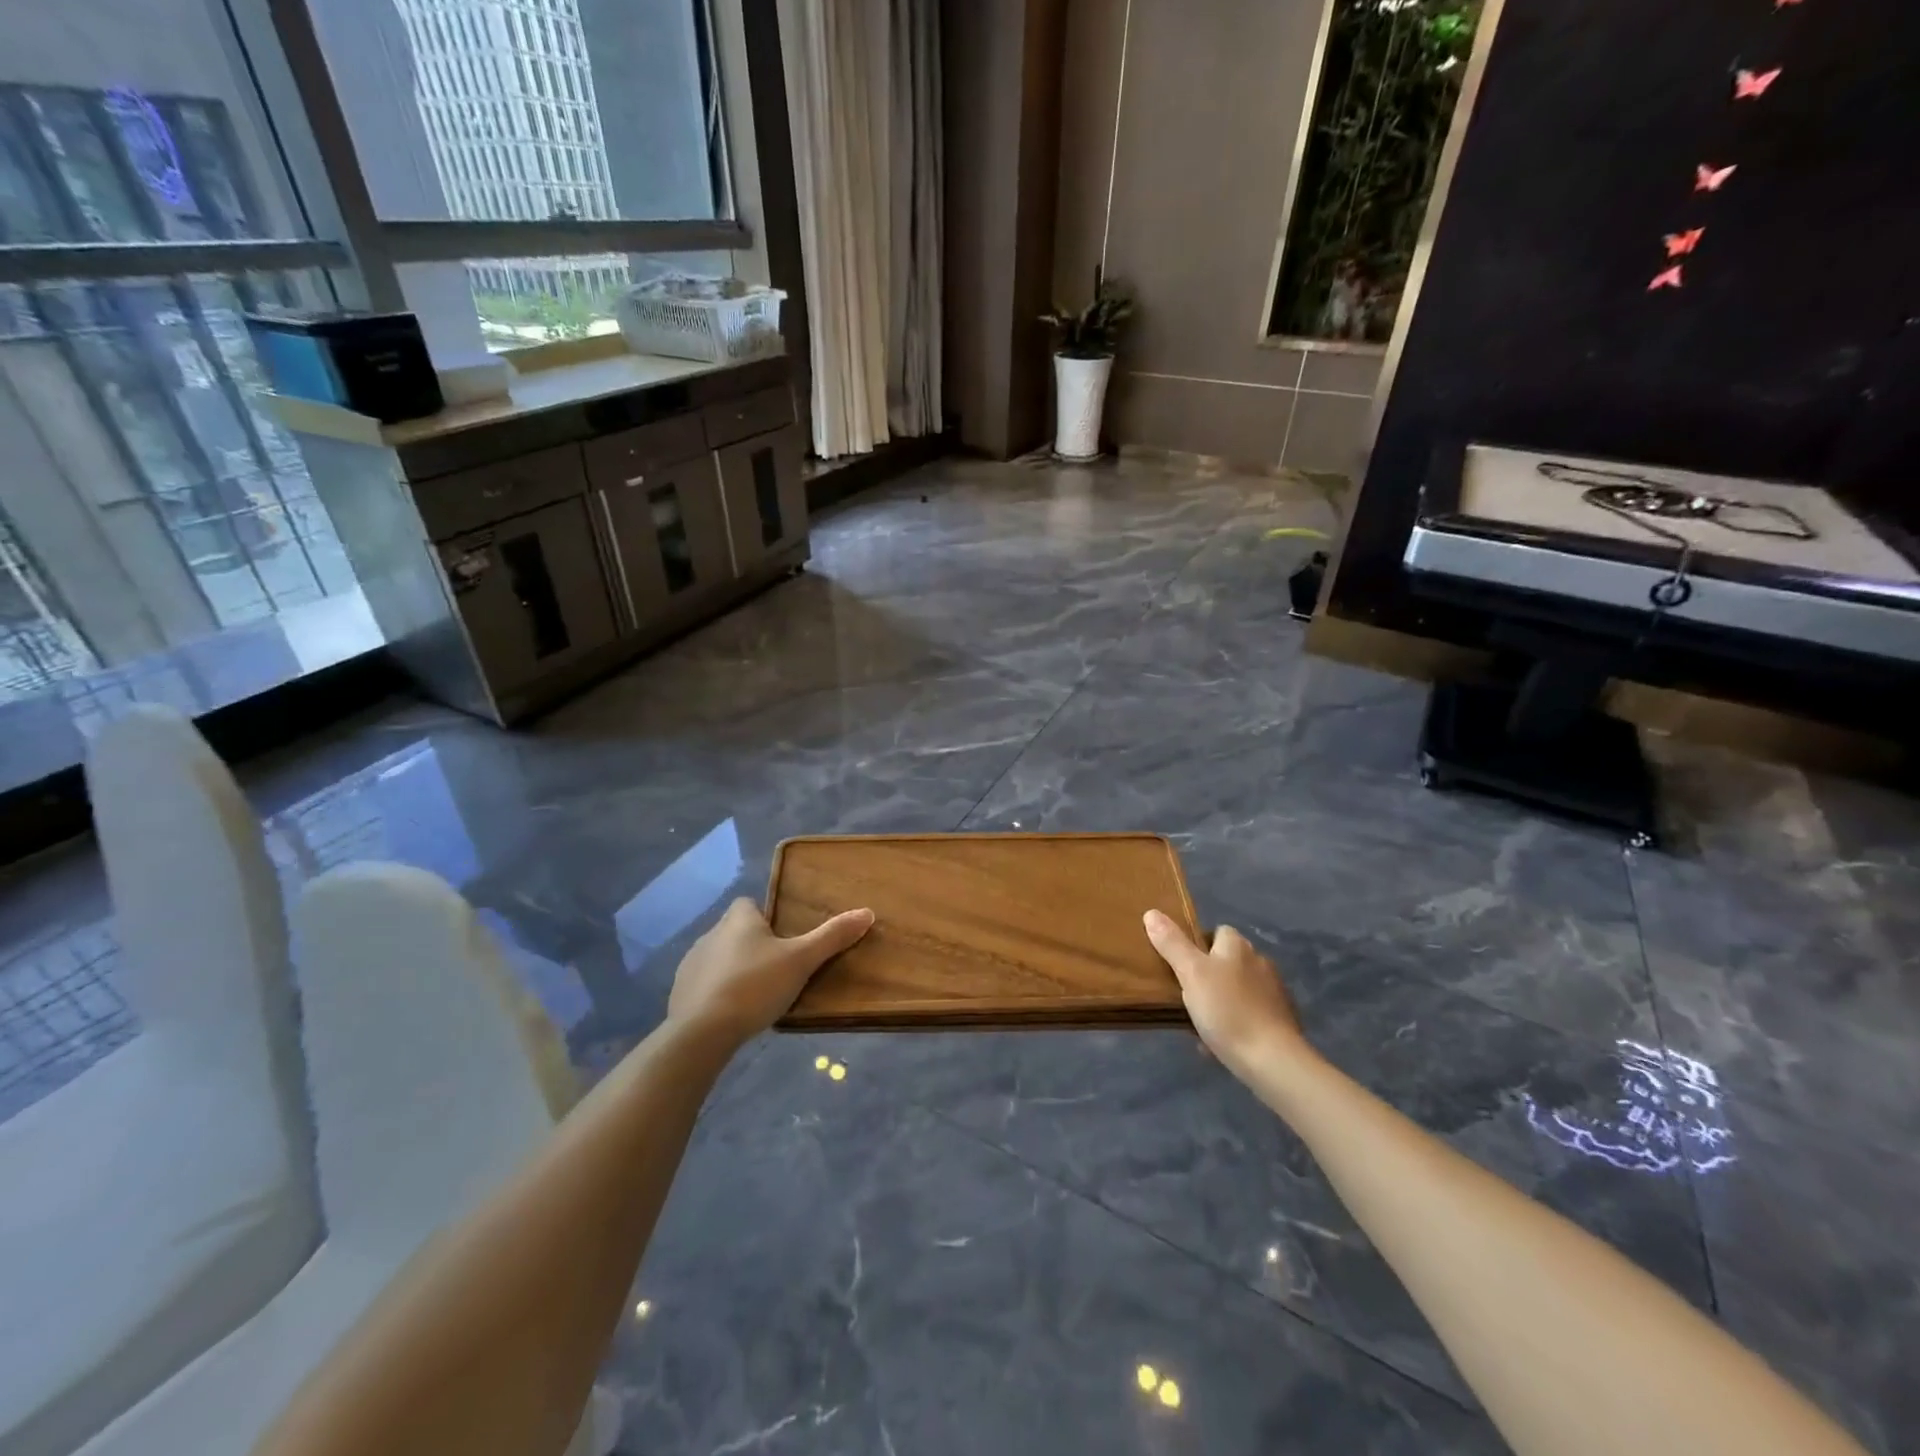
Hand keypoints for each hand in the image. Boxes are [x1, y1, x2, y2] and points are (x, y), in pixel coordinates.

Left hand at [667, 898, 874, 1048]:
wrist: (702, 1032)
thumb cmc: (755, 986)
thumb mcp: (802, 960)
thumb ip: (832, 937)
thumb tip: (867, 912)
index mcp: (738, 919)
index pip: (749, 904)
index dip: (766, 917)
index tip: (783, 938)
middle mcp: (711, 933)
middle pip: (735, 931)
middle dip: (753, 946)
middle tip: (778, 969)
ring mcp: (691, 963)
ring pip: (719, 958)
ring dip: (734, 969)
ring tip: (757, 995)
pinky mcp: (679, 992)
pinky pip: (704, 985)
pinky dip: (717, 993)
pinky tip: (732, 1014)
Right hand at [1144, 911, 1305, 1075]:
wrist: (1273, 1061)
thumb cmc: (1227, 1010)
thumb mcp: (1191, 973)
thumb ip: (1172, 943)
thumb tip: (1152, 913)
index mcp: (1238, 947)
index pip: (1218, 931)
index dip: (1198, 943)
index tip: (1180, 963)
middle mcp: (1260, 963)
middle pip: (1228, 961)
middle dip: (1209, 974)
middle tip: (1186, 994)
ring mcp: (1274, 993)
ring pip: (1238, 990)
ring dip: (1222, 1000)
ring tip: (1200, 1022)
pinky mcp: (1281, 1022)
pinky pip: (1250, 1015)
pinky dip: (1236, 1023)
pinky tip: (1220, 1043)